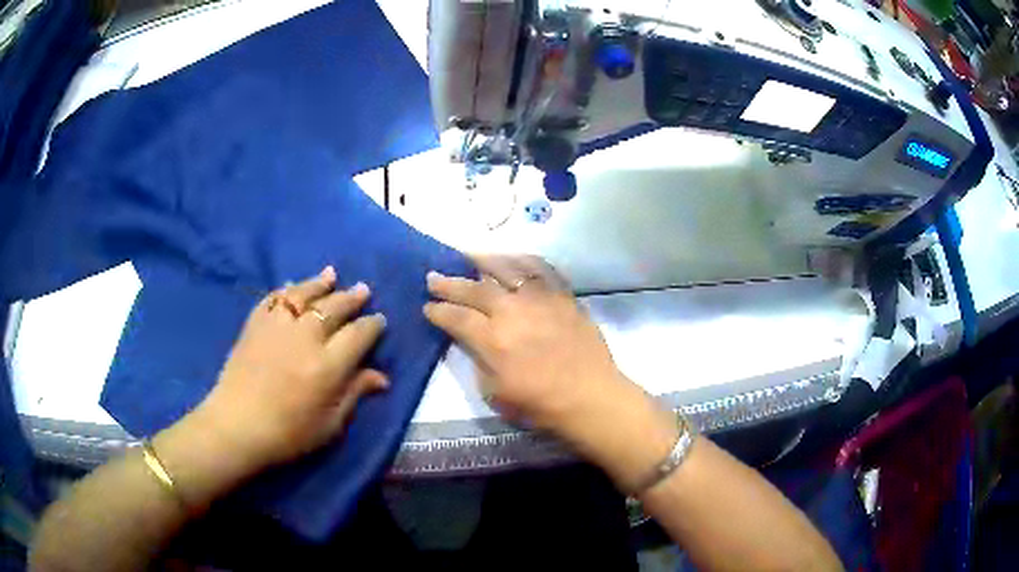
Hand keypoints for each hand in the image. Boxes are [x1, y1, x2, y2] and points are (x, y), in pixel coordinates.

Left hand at [187, 267, 387, 475]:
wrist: (236, 427)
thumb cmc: (288, 434)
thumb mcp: (330, 425)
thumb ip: (354, 394)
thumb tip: (381, 377)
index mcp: (328, 365)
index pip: (359, 334)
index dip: (373, 325)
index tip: (380, 320)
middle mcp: (305, 337)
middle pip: (334, 308)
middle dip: (352, 298)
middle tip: (363, 290)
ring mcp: (277, 326)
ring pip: (304, 294)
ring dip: (320, 284)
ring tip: (332, 275)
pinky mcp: (255, 324)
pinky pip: (273, 299)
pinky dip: (285, 290)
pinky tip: (292, 287)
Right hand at [423, 256, 662, 465]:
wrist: (590, 396)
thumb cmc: (541, 404)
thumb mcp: (495, 393)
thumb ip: (480, 361)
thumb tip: (474, 340)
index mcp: (493, 339)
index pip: (456, 317)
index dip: (438, 310)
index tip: (427, 306)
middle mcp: (513, 311)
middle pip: (475, 288)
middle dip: (449, 282)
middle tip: (433, 276)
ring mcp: (541, 299)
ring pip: (507, 268)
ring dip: (483, 259)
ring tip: (468, 254)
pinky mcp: (563, 295)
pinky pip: (542, 268)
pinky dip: (524, 260)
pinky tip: (514, 258)